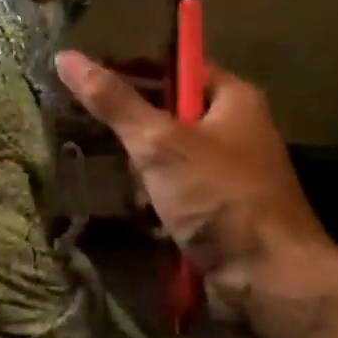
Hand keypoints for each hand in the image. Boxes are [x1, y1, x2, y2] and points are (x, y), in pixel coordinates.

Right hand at [55, 50, 337, 333]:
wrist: (270, 280)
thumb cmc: (218, 197)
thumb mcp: (159, 143)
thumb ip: (113, 101)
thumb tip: (66, 56)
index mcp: (234, 98)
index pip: (177, 65)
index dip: (136, 68)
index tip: (92, 82)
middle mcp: (236, 129)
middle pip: (169, 113)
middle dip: (136, 132)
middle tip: (101, 138)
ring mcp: (230, 172)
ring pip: (169, 157)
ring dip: (143, 173)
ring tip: (127, 187)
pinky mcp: (221, 209)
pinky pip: (177, 191)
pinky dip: (157, 201)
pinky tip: (143, 215)